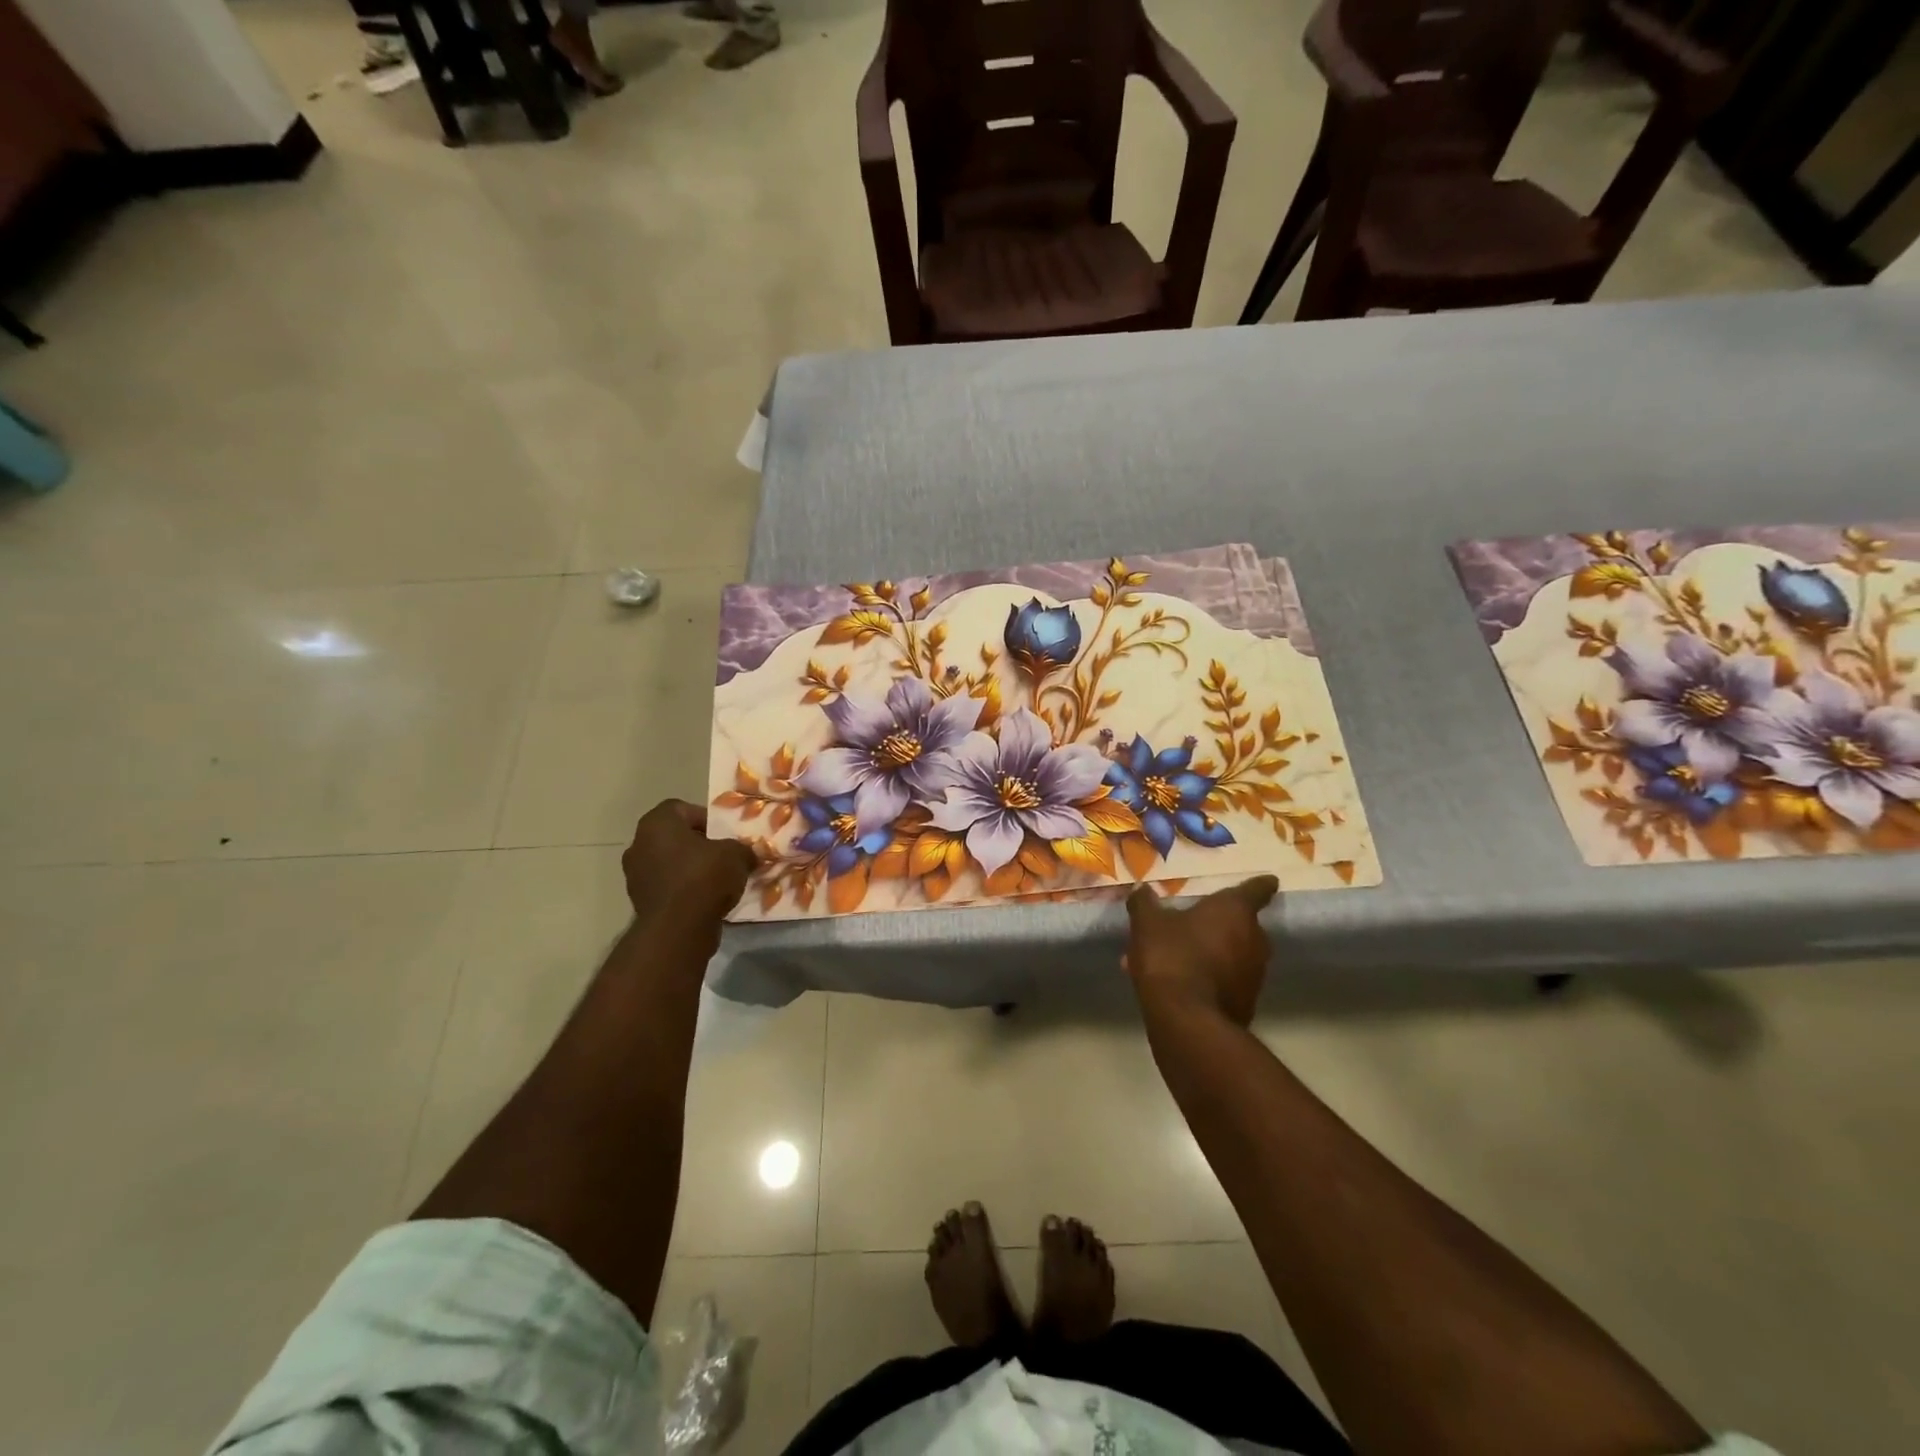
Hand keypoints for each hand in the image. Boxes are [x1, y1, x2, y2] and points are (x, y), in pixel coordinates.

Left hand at [621, 800, 755, 939]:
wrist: (678, 928)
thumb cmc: (704, 877)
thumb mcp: (736, 854)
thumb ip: (742, 848)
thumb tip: (749, 853)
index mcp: (657, 823)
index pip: (680, 808)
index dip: (705, 818)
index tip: (724, 834)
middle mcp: (639, 844)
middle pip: (673, 837)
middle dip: (698, 844)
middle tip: (723, 855)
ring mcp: (635, 875)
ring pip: (669, 863)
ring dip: (690, 868)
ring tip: (717, 880)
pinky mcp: (640, 902)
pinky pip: (667, 887)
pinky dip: (683, 889)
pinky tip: (706, 899)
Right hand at [1124, 876, 1278, 1027]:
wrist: (1187, 1020)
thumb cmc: (1171, 956)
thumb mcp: (1147, 924)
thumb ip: (1144, 903)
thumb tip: (1142, 890)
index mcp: (1234, 911)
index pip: (1255, 890)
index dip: (1259, 885)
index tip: (1268, 881)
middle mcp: (1254, 939)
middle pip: (1243, 924)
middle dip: (1220, 924)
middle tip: (1192, 924)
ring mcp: (1254, 973)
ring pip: (1231, 954)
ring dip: (1210, 952)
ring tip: (1174, 959)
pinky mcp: (1247, 1002)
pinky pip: (1226, 980)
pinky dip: (1209, 977)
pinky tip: (1180, 983)